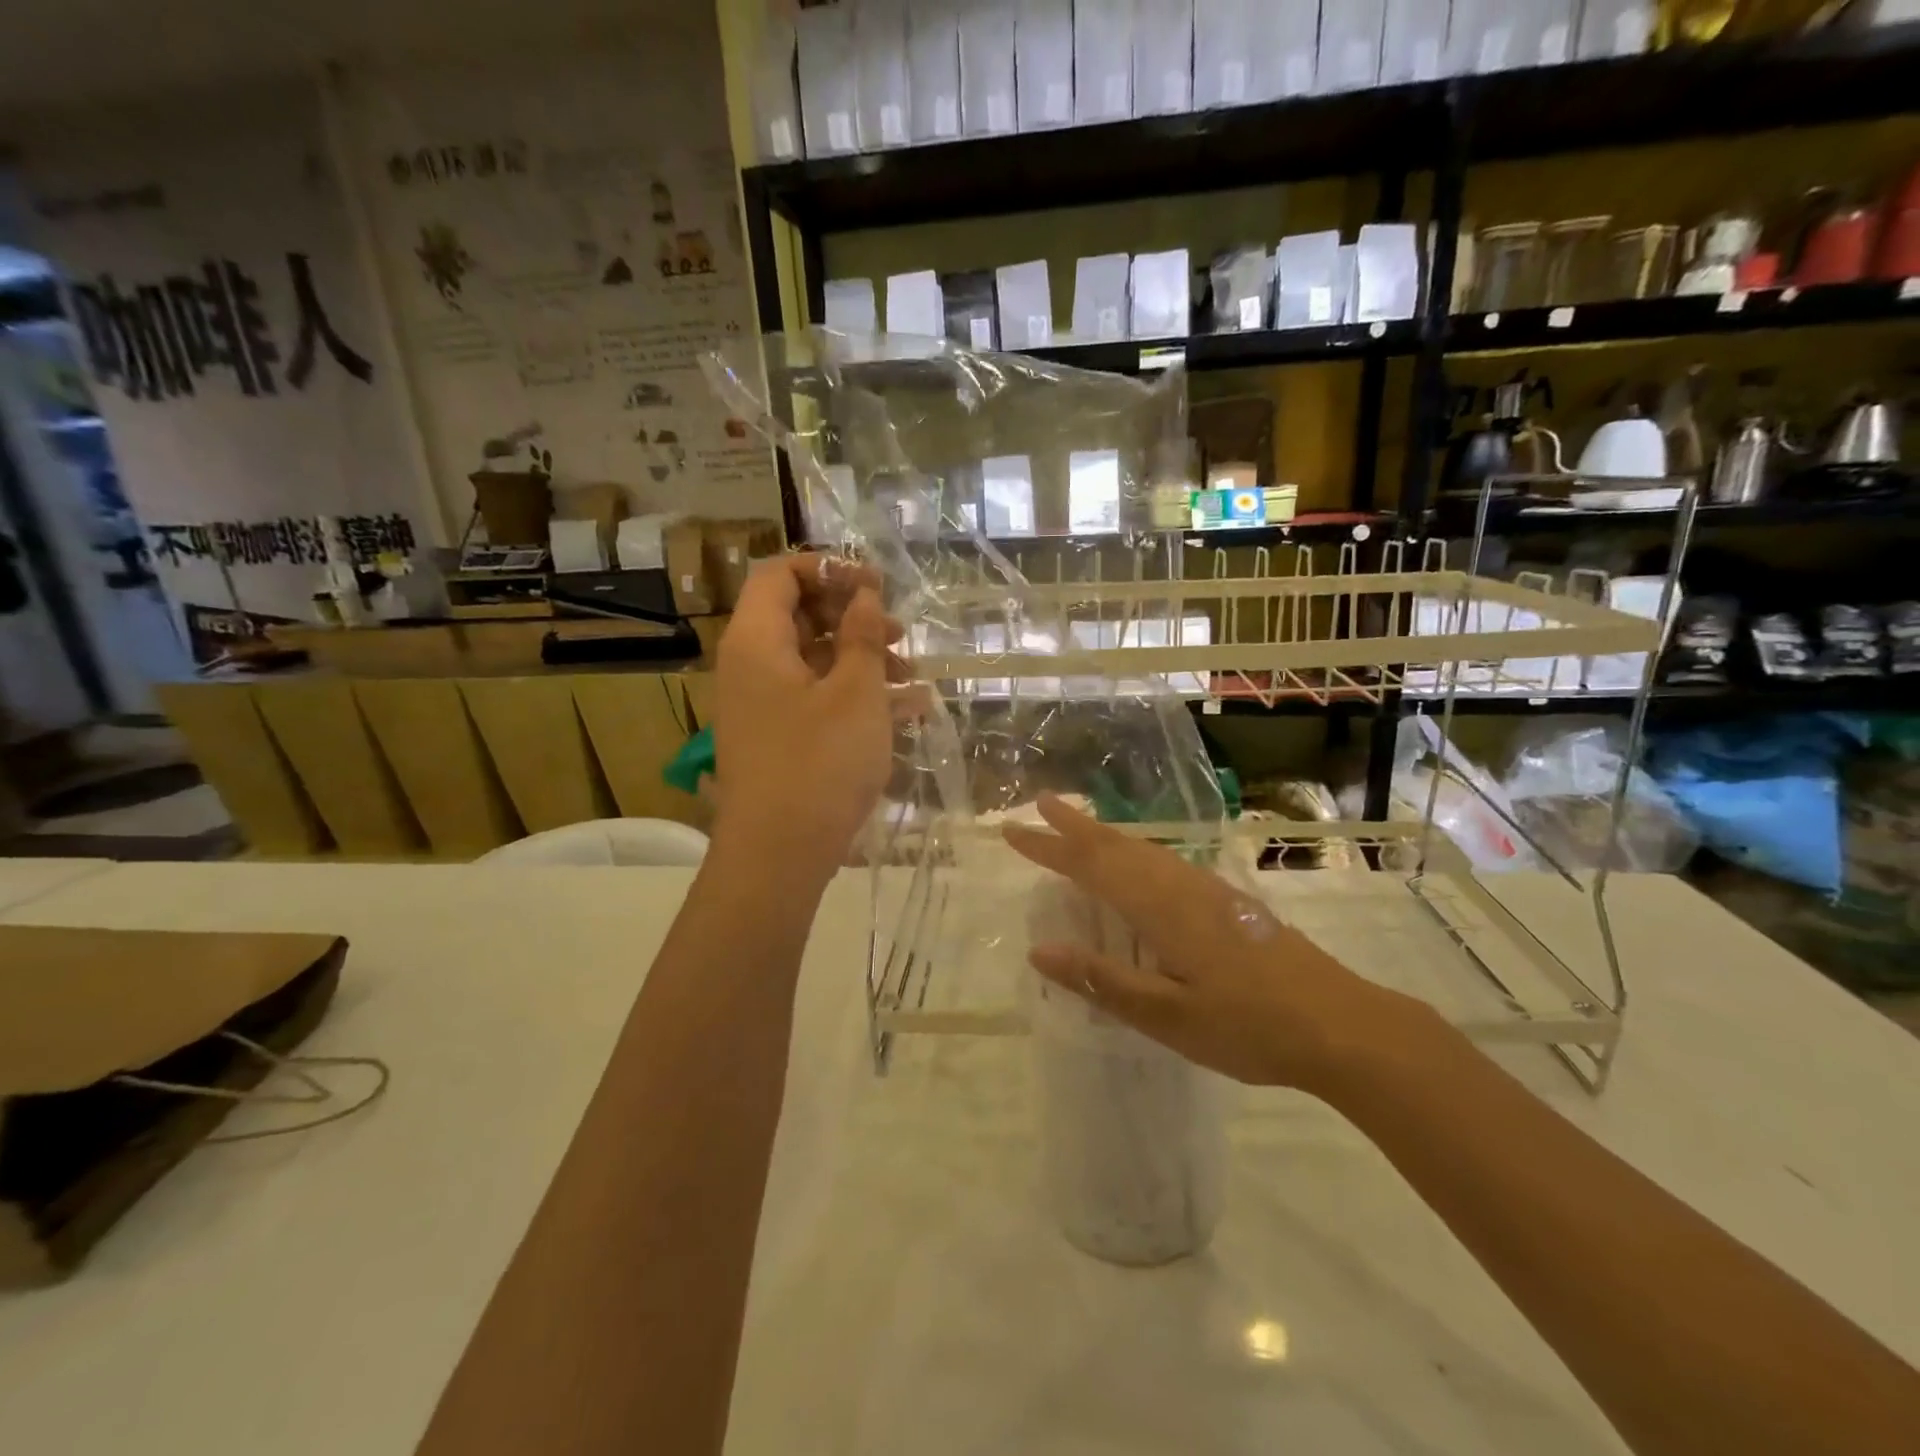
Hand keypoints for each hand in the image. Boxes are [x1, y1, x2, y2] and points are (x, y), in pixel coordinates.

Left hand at [713, 553, 912, 868]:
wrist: (778, 855)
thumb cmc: (819, 763)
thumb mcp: (856, 692)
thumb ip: (862, 635)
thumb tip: (864, 595)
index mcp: (756, 641)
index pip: (780, 574)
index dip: (829, 568)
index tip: (876, 586)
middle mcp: (750, 666)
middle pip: (799, 616)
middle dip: (854, 618)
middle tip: (900, 635)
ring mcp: (761, 705)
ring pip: (813, 660)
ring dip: (862, 660)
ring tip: (912, 679)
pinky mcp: (776, 738)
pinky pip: (814, 699)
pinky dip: (854, 696)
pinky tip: (906, 712)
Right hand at [1003, 795, 1413, 1092]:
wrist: (1343, 1025)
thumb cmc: (1250, 1026)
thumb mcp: (1167, 1016)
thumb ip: (1103, 980)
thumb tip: (1039, 950)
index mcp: (1160, 907)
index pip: (1091, 866)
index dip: (1049, 847)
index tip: (1012, 830)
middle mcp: (1181, 886)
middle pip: (1117, 846)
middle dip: (1074, 827)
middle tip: (1039, 805)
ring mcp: (1209, 891)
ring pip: (1144, 850)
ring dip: (1105, 836)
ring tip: (1078, 828)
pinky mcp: (1229, 903)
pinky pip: (1165, 863)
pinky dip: (1134, 853)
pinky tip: (1139, 868)